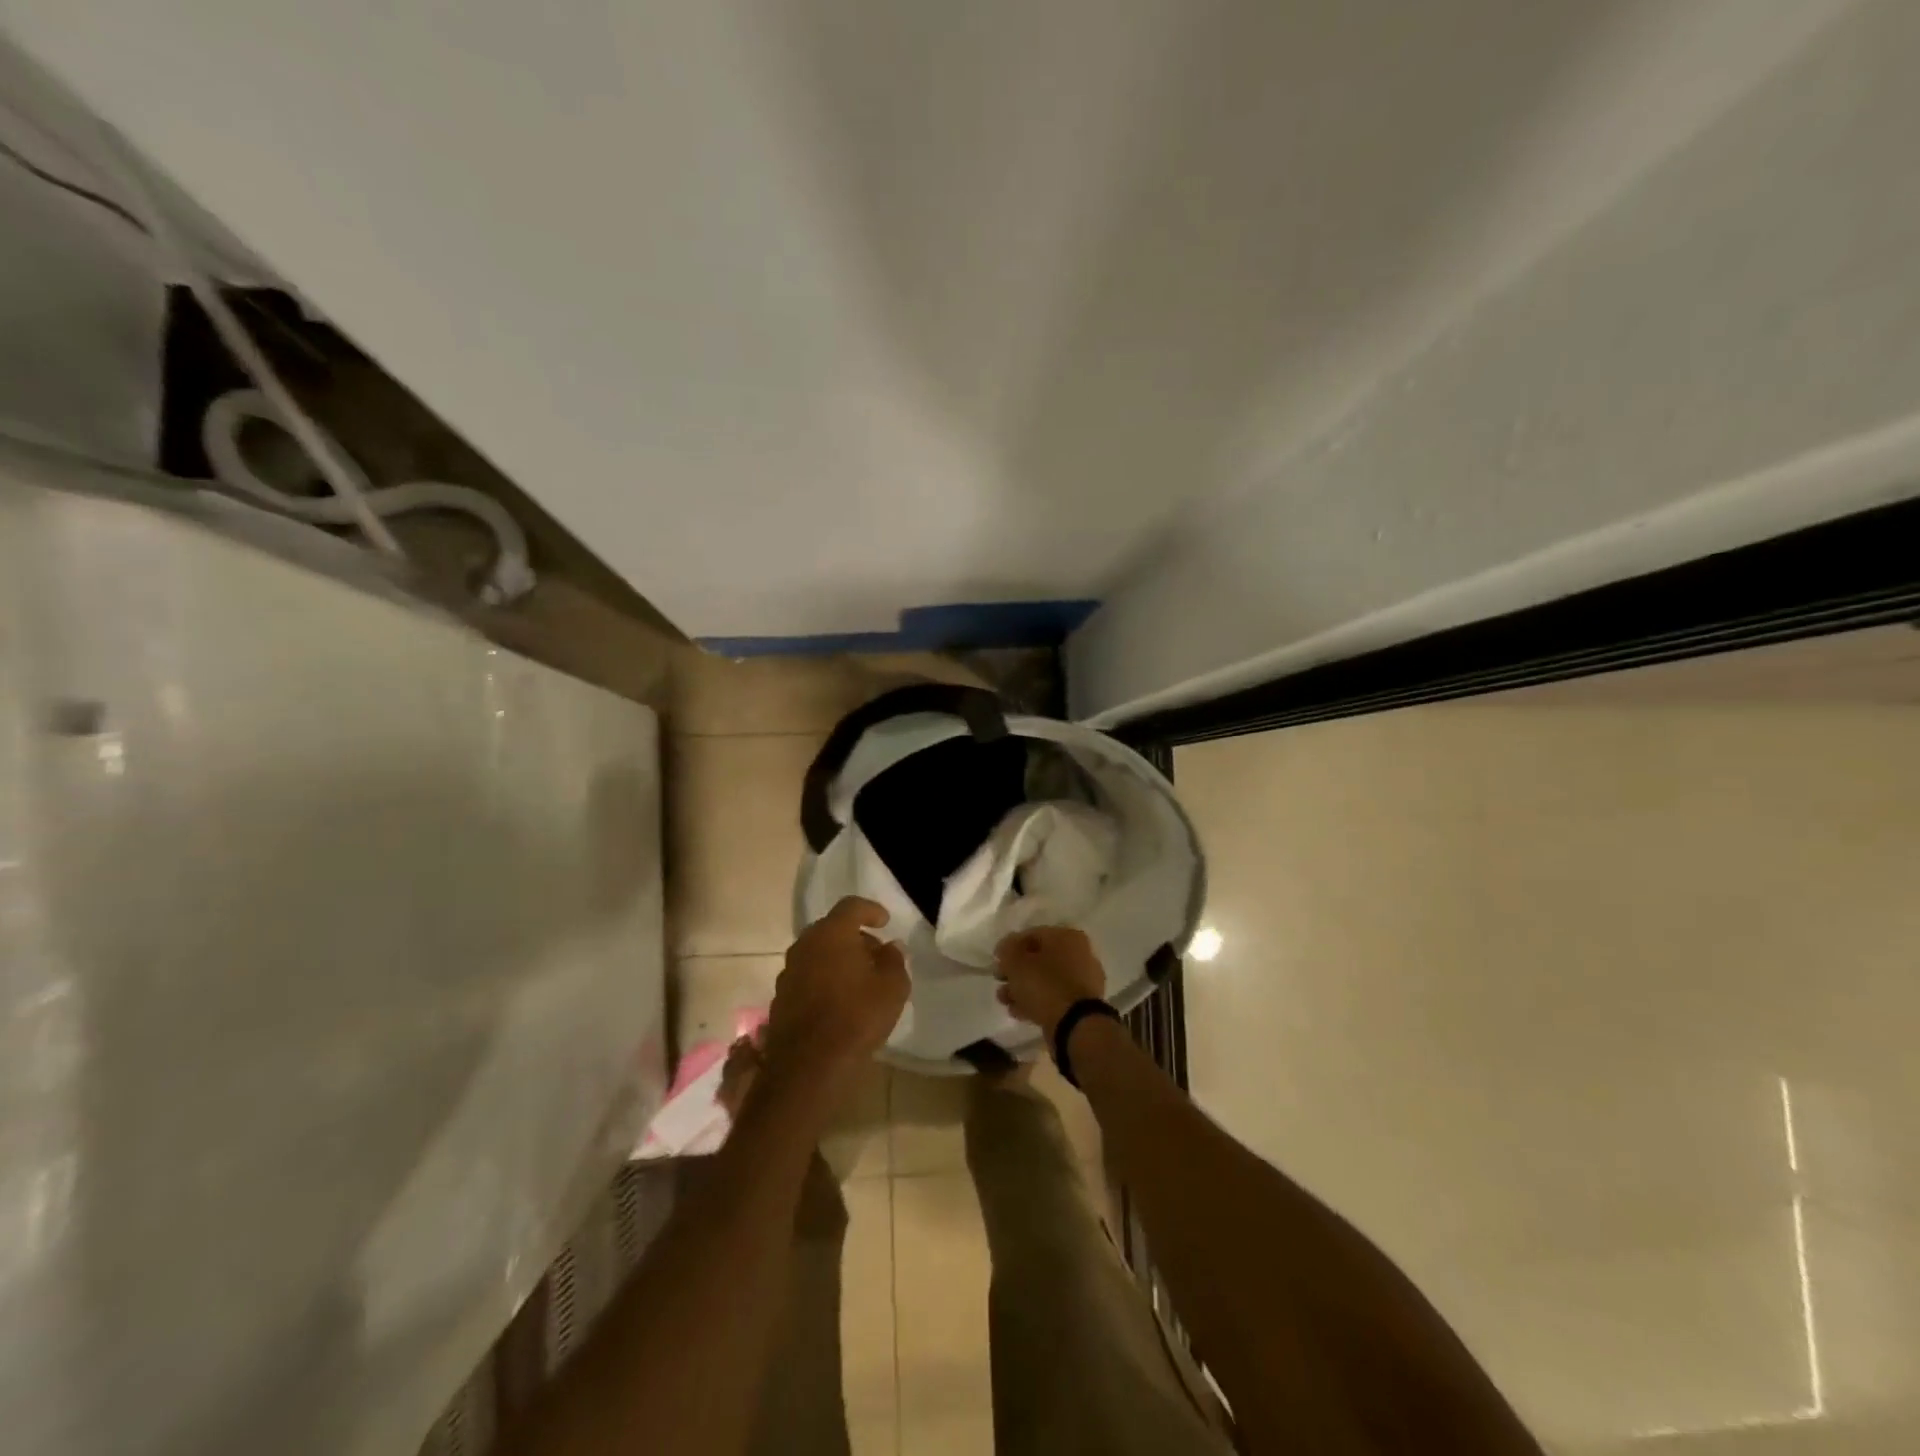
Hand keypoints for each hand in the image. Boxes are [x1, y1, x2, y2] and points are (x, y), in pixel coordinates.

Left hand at [764, 898, 908, 1090]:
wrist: (810, 1066)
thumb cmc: (858, 1016)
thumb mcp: (893, 987)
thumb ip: (894, 960)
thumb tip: (891, 947)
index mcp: (832, 933)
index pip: (851, 906)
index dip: (871, 910)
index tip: (885, 922)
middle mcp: (805, 945)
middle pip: (831, 929)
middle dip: (854, 937)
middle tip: (875, 954)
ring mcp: (788, 971)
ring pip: (817, 953)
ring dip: (837, 959)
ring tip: (859, 980)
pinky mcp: (780, 997)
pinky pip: (806, 976)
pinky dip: (823, 979)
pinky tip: (838, 1001)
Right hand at [994, 927, 1105, 1047]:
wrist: (1074, 1024)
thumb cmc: (1044, 984)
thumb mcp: (1016, 961)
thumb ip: (1007, 949)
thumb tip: (1007, 948)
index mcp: (1067, 936)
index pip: (1032, 934)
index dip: (1010, 947)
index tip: (997, 961)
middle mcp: (1080, 954)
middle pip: (1039, 959)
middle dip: (1016, 971)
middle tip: (1000, 982)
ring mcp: (1083, 981)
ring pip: (1046, 980)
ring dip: (1023, 989)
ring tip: (1005, 1001)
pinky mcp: (1082, 1005)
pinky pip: (1054, 997)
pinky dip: (1036, 1002)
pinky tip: (1019, 1012)